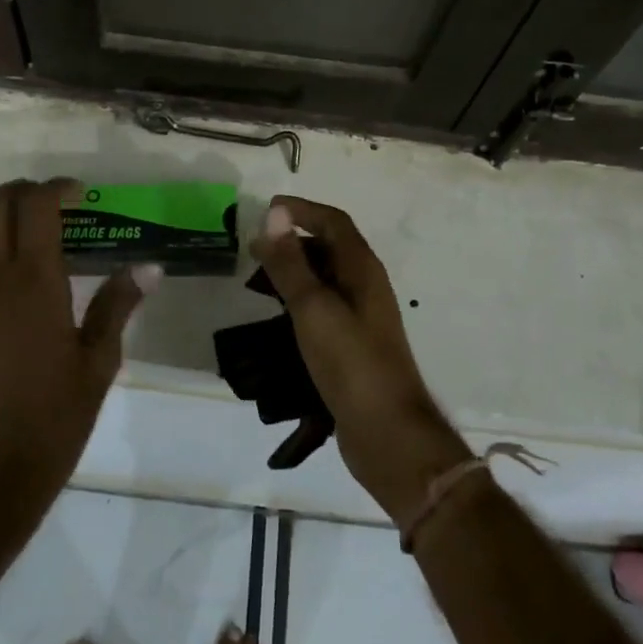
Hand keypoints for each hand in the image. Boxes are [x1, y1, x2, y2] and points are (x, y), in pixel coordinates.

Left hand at [0, 179, 156, 527]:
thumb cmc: (58, 412)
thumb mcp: (100, 359)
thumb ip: (119, 304)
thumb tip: (150, 267)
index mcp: (36, 282)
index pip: (36, 206)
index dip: (57, 188)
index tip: (79, 195)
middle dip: (21, 191)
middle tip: (49, 204)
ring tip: (20, 230)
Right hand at [249, 197, 471, 524]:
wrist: (388, 433)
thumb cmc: (351, 363)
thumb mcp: (313, 308)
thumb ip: (291, 263)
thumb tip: (275, 214)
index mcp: (362, 269)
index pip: (333, 222)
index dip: (302, 210)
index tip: (266, 210)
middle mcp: (365, 286)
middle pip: (330, 248)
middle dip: (293, 242)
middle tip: (254, 250)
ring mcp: (361, 318)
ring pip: (325, 280)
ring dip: (294, 273)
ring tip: (258, 283)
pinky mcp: (353, 346)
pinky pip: (323, 309)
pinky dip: (299, 302)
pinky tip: (278, 319)